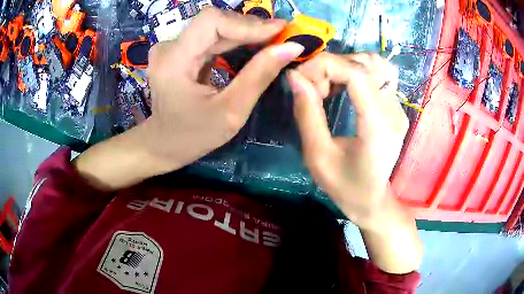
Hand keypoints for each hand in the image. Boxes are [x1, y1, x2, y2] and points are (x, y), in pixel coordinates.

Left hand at [145, 8, 303, 169]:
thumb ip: (259, 75)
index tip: (280, 29)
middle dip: (249, 27)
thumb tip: (291, 47)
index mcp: (174, 61)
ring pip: (213, 27)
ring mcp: (171, 48)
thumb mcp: (231, 112)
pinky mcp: (177, 51)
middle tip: (281, 37)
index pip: (211, 21)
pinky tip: (251, 45)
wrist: (165, 144)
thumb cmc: (194, 135)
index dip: (247, 23)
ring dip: (244, 32)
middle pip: (214, 21)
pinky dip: (232, 39)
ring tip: (271, 40)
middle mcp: (168, 47)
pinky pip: (209, 36)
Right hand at [287, 53, 421, 272]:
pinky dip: (357, 70)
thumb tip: (294, 77)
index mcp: (377, 126)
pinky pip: (379, 73)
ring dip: (346, 64)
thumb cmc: (344, 186)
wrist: (372, 200)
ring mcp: (398, 107)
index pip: (357, 73)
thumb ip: (307, 114)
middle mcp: (394, 111)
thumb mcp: (317, 156)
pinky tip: (344, 85)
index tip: (301, 78)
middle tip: (314, 87)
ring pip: (376, 63)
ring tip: (329, 84)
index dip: (325, 66)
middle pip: (366, 63)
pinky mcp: (397, 106)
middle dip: (332, 66)